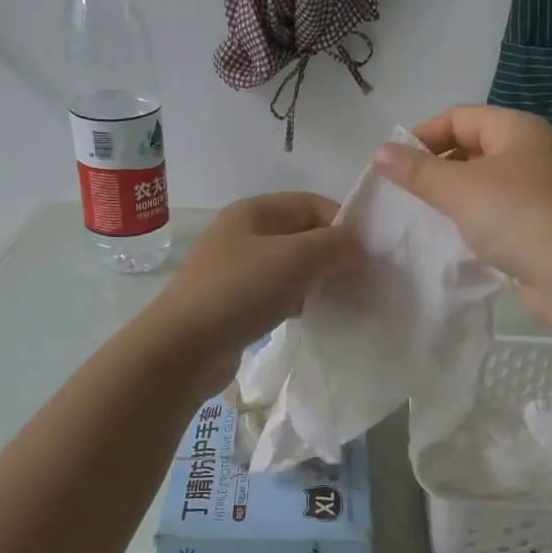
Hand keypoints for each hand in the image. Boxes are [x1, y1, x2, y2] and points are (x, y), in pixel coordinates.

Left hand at [147, 193, 362, 392]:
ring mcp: (239, 270)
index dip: (344, 223)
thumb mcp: (295, 258)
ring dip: (320, 280)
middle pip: (303, 234)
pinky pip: (280, 294)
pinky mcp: (237, 304)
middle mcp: (245, 234)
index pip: (312, 204)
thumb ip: (335, 245)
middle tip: (363, 279)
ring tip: (345, 300)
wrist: (183, 348)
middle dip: (335, 253)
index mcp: (254, 211)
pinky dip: (302, 301)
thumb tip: (359, 248)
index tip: (368, 254)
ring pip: (293, 267)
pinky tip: (317, 317)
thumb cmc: (240, 291)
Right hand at [372, 106, 551, 324]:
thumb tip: (380, 152)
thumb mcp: (459, 189)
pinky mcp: (540, 224)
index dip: (422, 135)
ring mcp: (539, 189)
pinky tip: (454, 236)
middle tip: (405, 191)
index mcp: (517, 129)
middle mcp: (531, 152)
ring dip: (453, 195)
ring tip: (424, 215)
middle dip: (436, 166)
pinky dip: (473, 218)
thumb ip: (417, 170)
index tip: (393, 164)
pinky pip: (496, 210)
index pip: (459, 117)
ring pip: (483, 182)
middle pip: (471, 147)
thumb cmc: (516, 217)